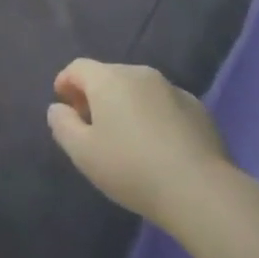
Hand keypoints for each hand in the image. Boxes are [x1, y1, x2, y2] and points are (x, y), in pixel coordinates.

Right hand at [47, 60, 232, 226]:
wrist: (199, 189)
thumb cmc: (132, 168)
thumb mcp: (83, 154)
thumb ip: (62, 126)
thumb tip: (58, 108)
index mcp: (109, 79)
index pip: (78, 67)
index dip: (66, 82)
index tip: (63, 105)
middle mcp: (139, 73)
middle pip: (109, 76)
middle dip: (96, 95)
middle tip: (92, 127)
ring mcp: (172, 88)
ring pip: (139, 89)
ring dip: (127, 105)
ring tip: (127, 139)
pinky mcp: (198, 108)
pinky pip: (164, 105)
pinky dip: (154, 116)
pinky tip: (159, 147)